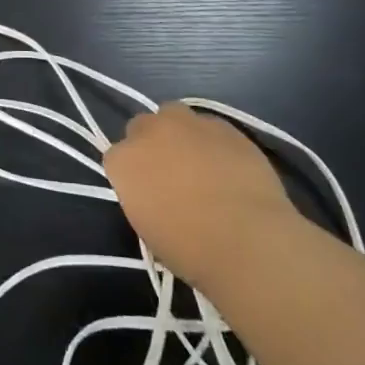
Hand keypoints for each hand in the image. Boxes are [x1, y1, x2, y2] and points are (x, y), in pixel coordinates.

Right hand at [103, 105, 297, 288]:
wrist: (248, 241)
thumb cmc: (190, 249)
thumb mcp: (148, 229)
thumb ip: (143, 196)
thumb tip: (157, 191)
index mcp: (123, 161)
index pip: (116, 156)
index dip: (132, 174)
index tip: (147, 192)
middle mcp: (149, 131)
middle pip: (141, 126)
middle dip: (151, 143)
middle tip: (171, 173)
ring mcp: (187, 123)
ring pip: (174, 115)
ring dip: (180, 132)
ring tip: (199, 161)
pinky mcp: (223, 125)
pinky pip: (209, 126)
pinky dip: (213, 141)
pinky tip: (228, 165)